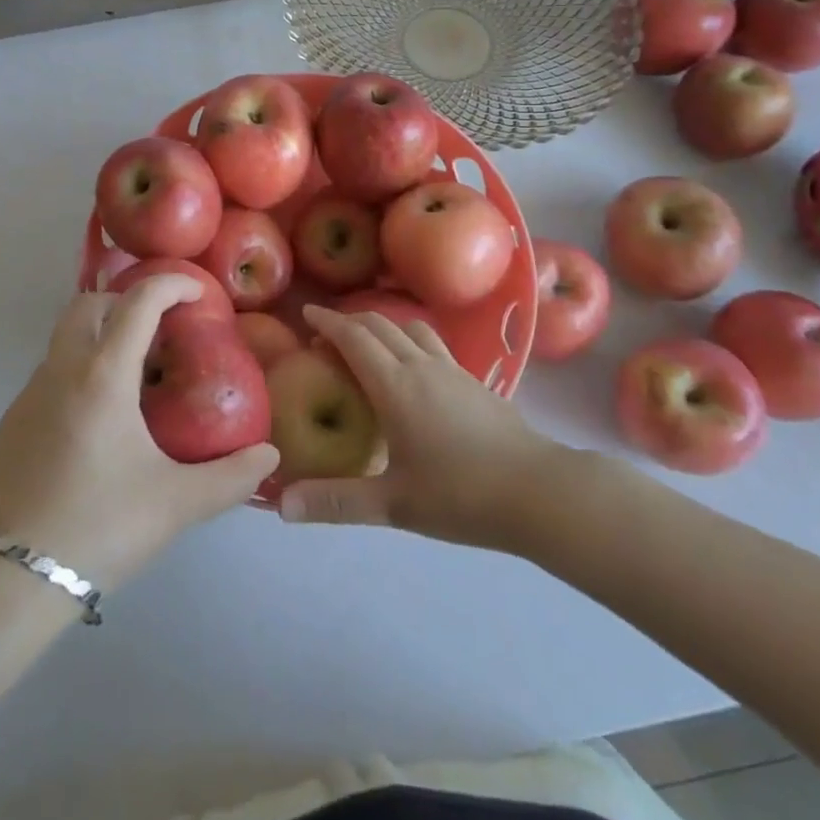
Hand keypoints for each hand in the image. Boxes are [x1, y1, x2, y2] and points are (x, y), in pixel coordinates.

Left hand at [0, 276, 277, 588]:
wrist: (2, 583)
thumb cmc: (96, 528)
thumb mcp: (176, 504)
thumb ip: (230, 477)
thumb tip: (269, 455)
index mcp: (102, 375)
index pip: (138, 302)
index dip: (171, 284)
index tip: (198, 292)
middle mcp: (61, 371)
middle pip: (89, 304)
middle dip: (127, 302)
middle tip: (161, 332)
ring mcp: (28, 395)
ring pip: (66, 339)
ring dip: (102, 338)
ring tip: (137, 383)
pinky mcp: (11, 424)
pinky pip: (52, 374)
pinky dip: (81, 372)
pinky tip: (101, 423)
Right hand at [279, 306, 569, 552]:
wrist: (538, 490)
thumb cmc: (460, 495)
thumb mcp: (393, 505)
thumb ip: (336, 502)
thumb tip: (281, 505)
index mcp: (395, 386)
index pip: (354, 338)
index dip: (328, 322)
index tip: (307, 313)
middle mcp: (420, 365)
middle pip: (380, 325)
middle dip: (350, 321)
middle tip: (327, 334)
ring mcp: (451, 369)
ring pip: (410, 328)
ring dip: (383, 324)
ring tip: (368, 341)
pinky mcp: (474, 380)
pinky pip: (432, 343)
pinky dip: (409, 338)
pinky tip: (414, 365)